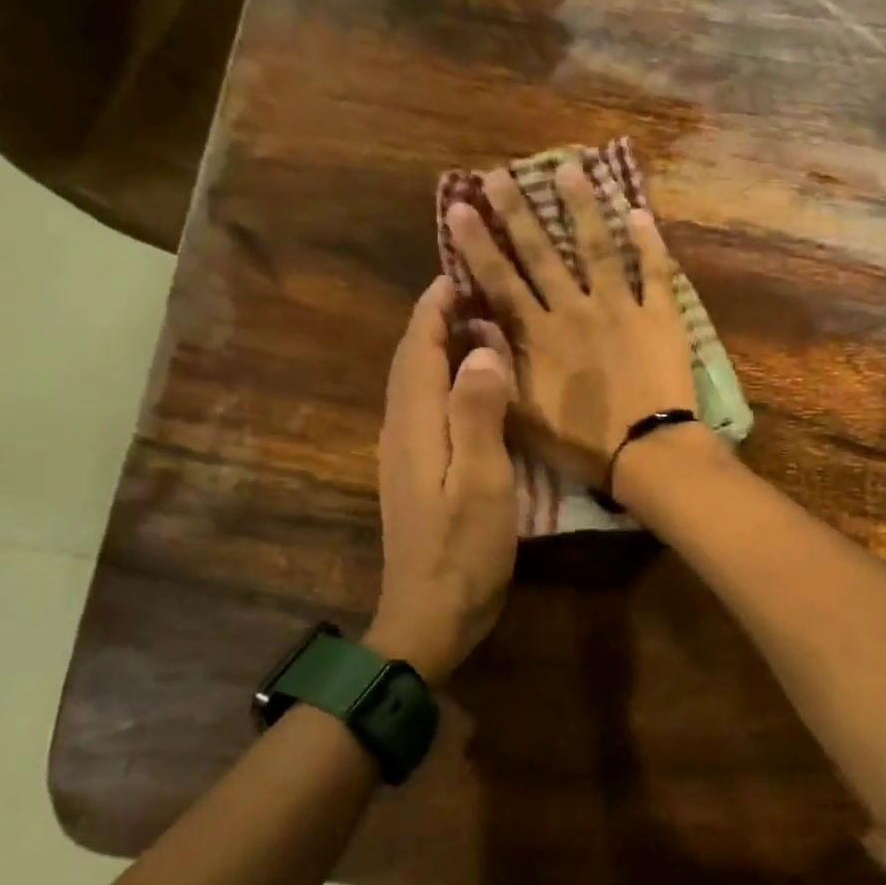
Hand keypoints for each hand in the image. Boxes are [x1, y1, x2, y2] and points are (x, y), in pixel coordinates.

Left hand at [369, 277, 517, 682]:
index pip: (418, 347)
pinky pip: (428, 409)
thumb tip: (483, 349)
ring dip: (440, 347)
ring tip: (479, 325)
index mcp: (415, 424)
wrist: (431, 615)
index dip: (436, 306)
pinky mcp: (418, 474)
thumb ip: (478, 413)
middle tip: (476, 288)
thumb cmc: (463, 550)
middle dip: (435, 319)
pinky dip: (446, 381)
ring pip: (417, 384)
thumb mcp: (482, 482)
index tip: (461, 268)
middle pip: (411, 360)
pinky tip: (475, 386)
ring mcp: (407, 454)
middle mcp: (402, 430)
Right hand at [444, 163, 696, 492]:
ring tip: (570, 169)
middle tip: (500, 174)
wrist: (646, 451)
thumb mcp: (521, 417)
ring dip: (582, 208)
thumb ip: (496, 370)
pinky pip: (654, 272)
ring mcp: (620, 308)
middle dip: (518, 212)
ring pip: (597, 248)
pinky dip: (649, 243)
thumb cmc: (581, 443)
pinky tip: (640, 213)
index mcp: (539, 335)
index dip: (478, 243)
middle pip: (542, 253)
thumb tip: (476, 327)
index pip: (500, 280)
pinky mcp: (660, 317)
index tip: (461, 206)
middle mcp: (574, 310)